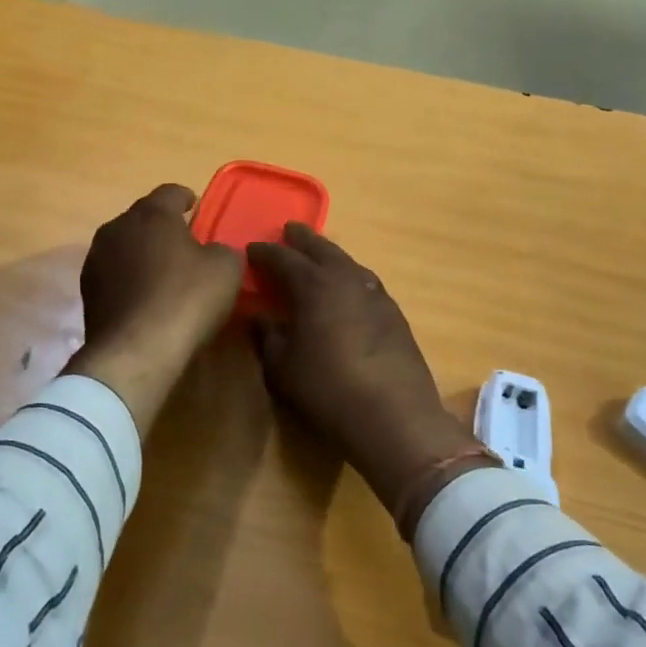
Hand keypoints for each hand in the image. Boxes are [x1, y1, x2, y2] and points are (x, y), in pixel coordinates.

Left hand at [64, 184, 242, 432]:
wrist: (135, 351)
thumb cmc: (186, 299)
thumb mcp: (225, 269)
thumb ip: (222, 249)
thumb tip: (212, 251)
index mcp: (151, 213)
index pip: (170, 192)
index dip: (185, 198)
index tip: (195, 206)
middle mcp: (117, 227)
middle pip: (143, 218)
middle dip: (162, 227)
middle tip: (183, 243)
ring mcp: (96, 260)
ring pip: (125, 246)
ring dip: (142, 253)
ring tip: (162, 272)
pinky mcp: (87, 292)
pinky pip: (114, 275)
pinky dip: (129, 279)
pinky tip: (145, 298)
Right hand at [247, 225, 478, 514]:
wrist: (395, 417)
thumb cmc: (328, 390)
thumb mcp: (282, 368)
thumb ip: (268, 337)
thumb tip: (259, 317)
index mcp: (314, 285)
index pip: (283, 258)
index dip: (264, 252)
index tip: (250, 249)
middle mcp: (346, 279)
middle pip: (321, 248)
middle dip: (302, 239)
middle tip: (289, 230)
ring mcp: (375, 294)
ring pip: (347, 262)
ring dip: (329, 254)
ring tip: (318, 255)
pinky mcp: (394, 313)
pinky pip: (365, 281)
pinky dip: (350, 276)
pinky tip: (348, 288)